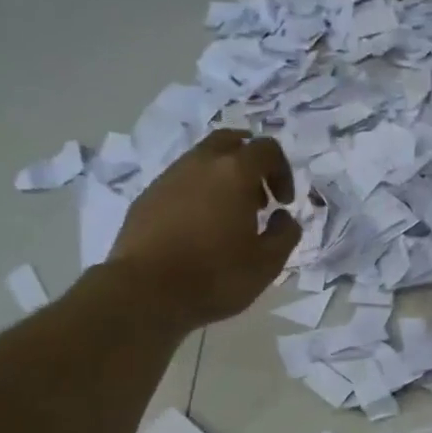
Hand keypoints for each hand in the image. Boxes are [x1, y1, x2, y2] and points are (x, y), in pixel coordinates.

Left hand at [109, 130, 299, 330]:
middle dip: (250, 162)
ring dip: (222, 178)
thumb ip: (285, 234)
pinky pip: (180, 181)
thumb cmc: (215, 277)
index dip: (283, 172)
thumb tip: (284, 217)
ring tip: (228, 217)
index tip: (283, 203)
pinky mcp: (147, 196)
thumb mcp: (267, 264)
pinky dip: (197, 193)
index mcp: (234, 172)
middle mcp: (200, 163)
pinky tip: (198, 228)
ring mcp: (169, 177)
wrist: (145, 292)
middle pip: (230, 140)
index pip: (267, 149)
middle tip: (258, 198)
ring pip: (202, 160)